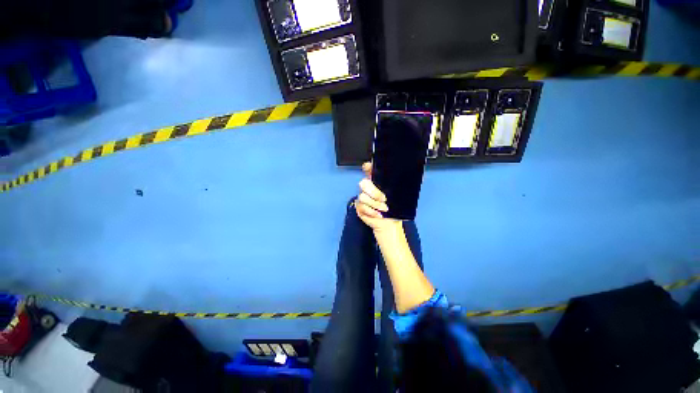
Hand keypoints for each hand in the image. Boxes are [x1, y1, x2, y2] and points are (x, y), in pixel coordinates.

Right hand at [354, 162, 400, 232]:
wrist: (389, 223)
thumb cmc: (394, 209)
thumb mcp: (398, 196)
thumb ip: (396, 186)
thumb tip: (402, 178)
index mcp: (377, 182)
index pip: (369, 170)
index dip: (367, 167)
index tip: (369, 168)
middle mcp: (368, 188)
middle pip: (363, 183)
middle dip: (374, 192)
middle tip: (384, 199)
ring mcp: (362, 197)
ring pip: (363, 197)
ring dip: (375, 204)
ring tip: (384, 209)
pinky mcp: (359, 207)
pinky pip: (362, 207)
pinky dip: (371, 212)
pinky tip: (379, 215)